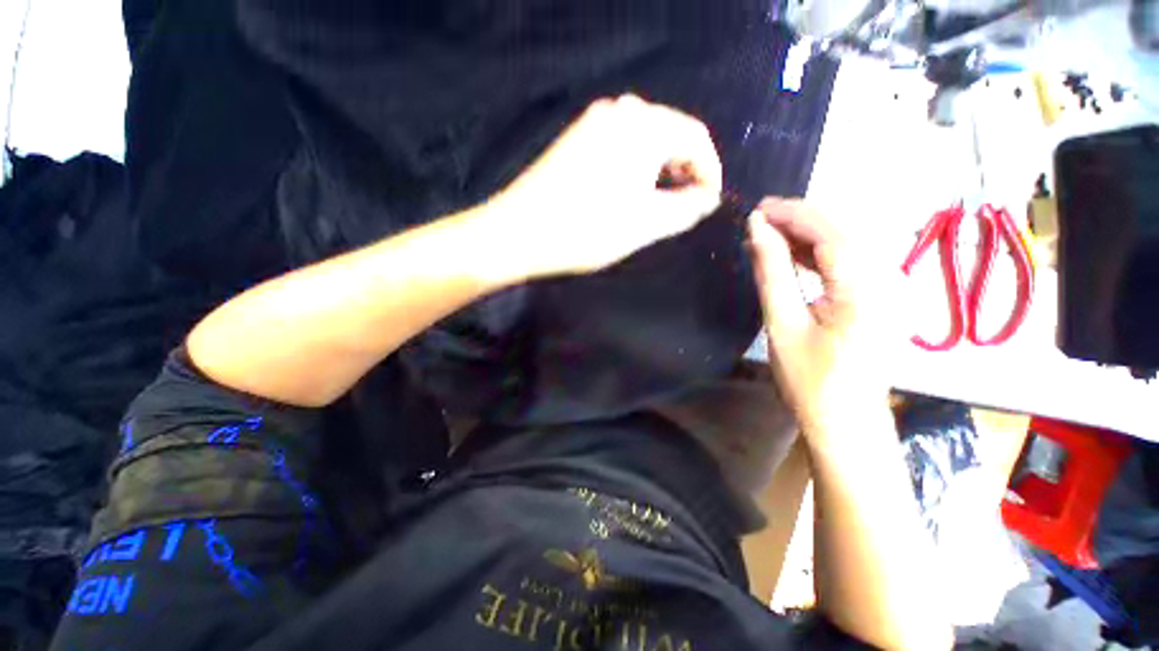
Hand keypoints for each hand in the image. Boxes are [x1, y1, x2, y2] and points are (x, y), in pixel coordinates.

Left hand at [487, 95, 722, 277]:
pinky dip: (635, 167)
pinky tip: (631, 192)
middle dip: (685, 171)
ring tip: (660, 203)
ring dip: (660, 170)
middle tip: (685, 206)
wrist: (519, 232)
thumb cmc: (586, 230)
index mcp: (644, 125)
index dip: (710, 172)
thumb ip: (686, 209)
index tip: (708, 203)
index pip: (697, 139)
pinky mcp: (577, 138)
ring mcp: (594, 122)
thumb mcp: (645, 224)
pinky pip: (620, 145)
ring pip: (645, 141)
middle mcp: (620, 111)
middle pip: (671, 135)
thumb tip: (708, 198)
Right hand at [747, 198, 888, 439]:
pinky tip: (792, 254)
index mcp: (865, 288)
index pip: (829, 234)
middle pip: (841, 234)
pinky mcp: (879, 297)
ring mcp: (887, 288)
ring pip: (845, 245)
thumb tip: (757, 229)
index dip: (793, 215)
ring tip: (768, 233)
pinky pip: (848, 263)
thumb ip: (772, 271)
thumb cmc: (809, 378)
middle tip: (759, 218)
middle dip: (798, 220)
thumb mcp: (782, 323)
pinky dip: (817, 254)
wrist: (845, 420)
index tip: (758, 208)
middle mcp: (886, 280)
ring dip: (806, 236)